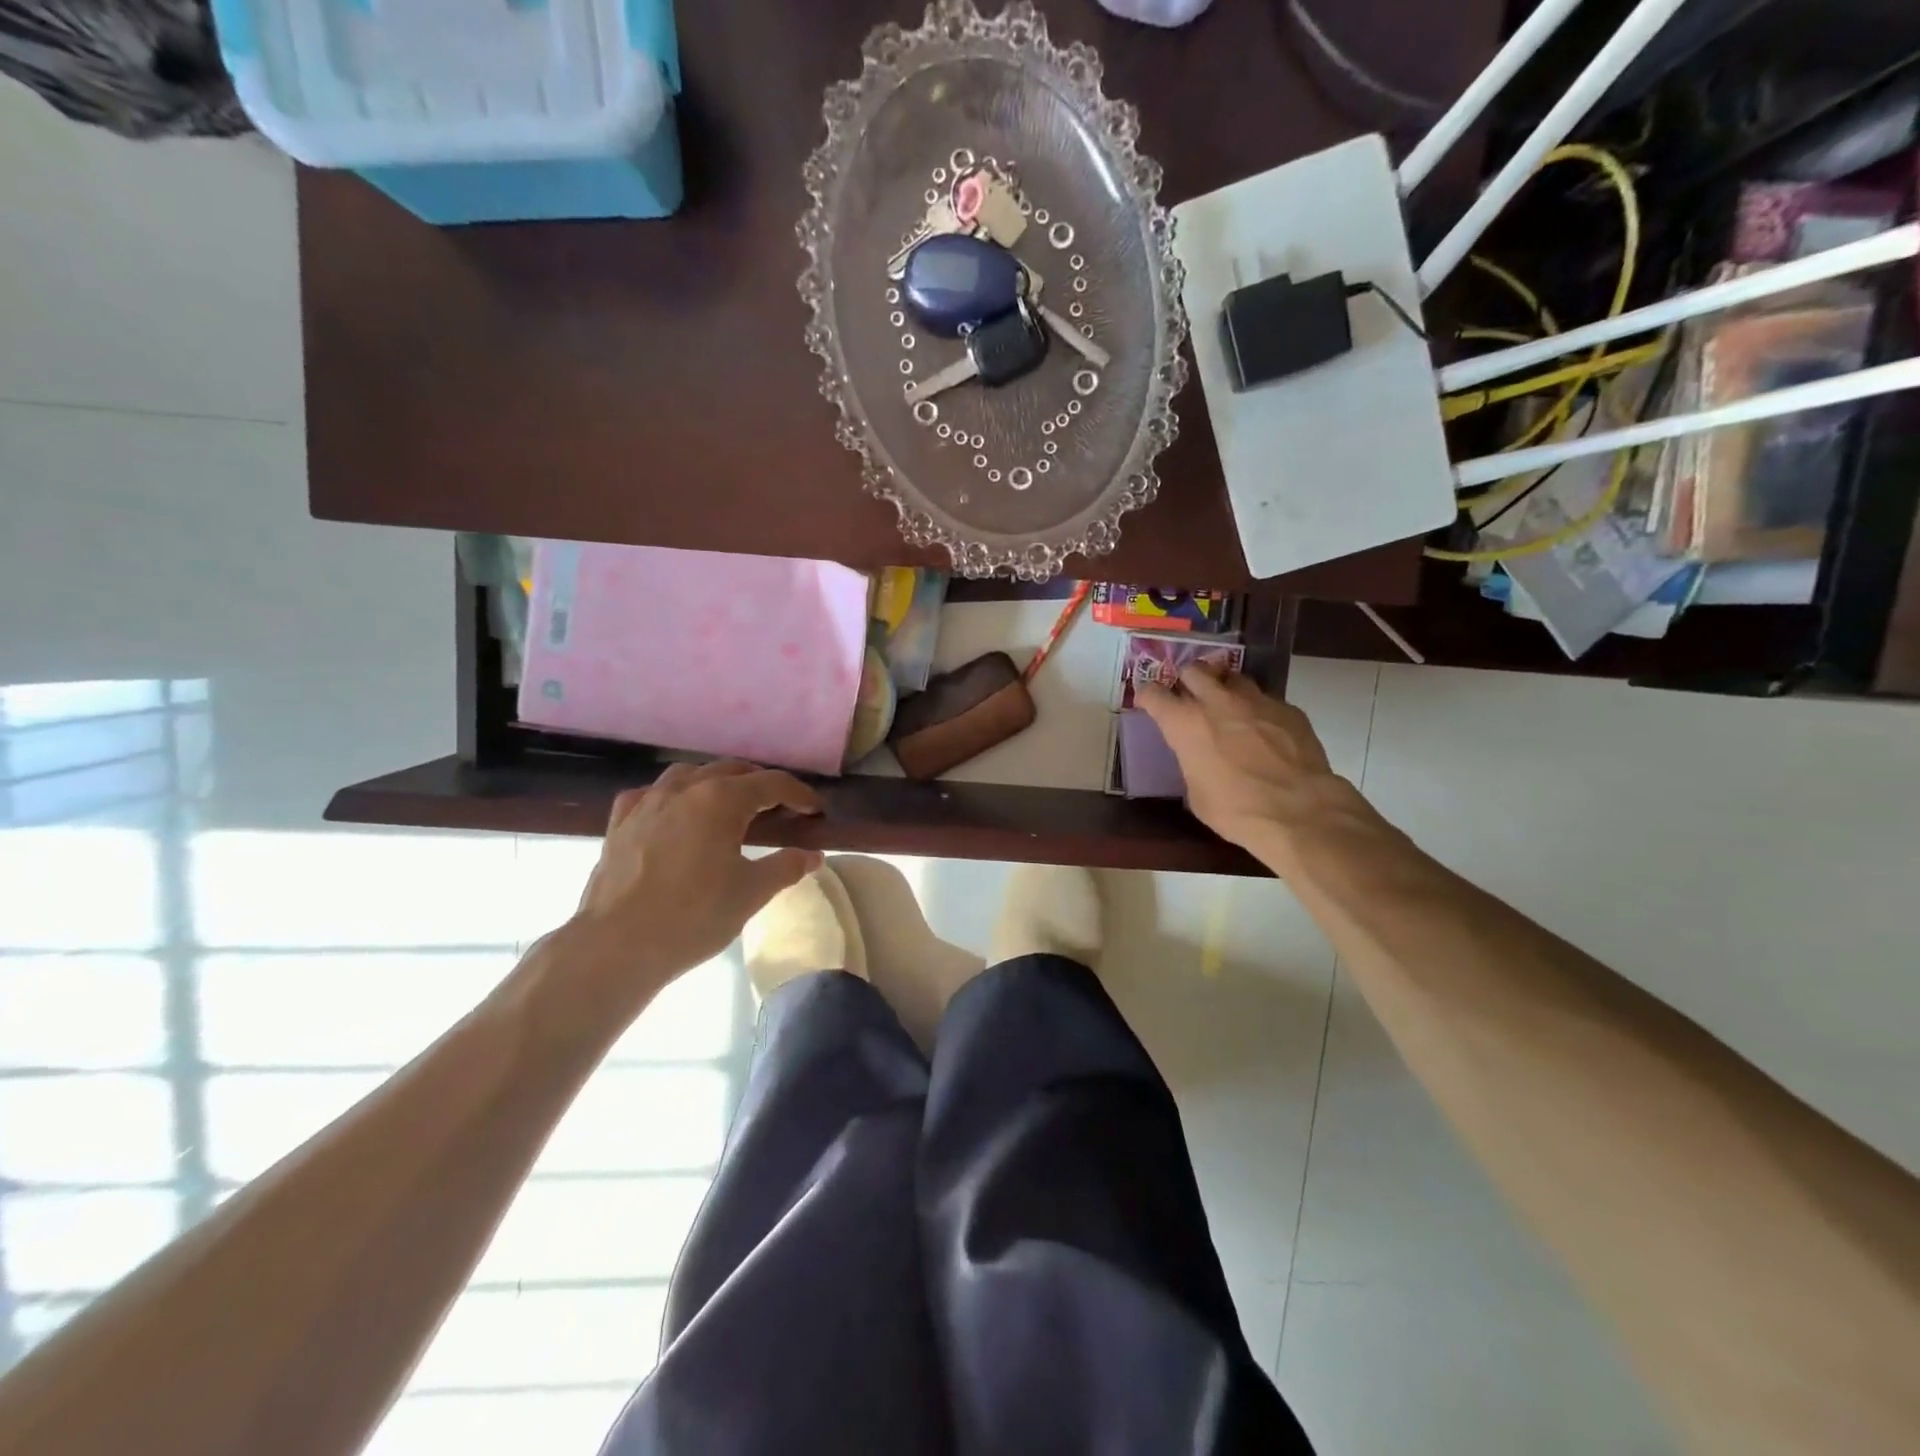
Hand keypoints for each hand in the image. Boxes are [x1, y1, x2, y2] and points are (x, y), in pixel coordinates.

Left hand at [560, 762, 824, 1015]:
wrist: (618, 945)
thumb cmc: (694, 915)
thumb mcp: (751, 892)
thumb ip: (786, 867)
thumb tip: (813, 855)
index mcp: (722, 799)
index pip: (772, 783)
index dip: (799, 794)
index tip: (815, 812)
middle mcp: (685, 788)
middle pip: (732, 770)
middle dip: (761, 784)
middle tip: (780, 809)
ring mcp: (648, 802)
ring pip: (690, 774)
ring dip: (717, 783)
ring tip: (730, 806)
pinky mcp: (620, 823)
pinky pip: (651, 794)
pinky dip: (672, 797)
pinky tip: (675, 814)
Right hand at [1137, 670, 1357, 860]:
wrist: (1299, 811)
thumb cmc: (1236, 810)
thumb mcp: (1197, 793)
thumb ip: (1193, 762)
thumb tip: (1199, 759)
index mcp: (1185, 724)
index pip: (1154, 693)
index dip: (1148, 696)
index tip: (1149, 701)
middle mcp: (1217, 702)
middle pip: (1194, 670)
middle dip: (1188, 680)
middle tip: (1190, 697)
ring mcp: (1256, 700)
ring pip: (1232, 677)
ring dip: (1224, 688)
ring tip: (1229, 707)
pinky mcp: (1288, 708)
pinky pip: (1265, 699)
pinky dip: (1258, 709)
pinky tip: (1264, 731)